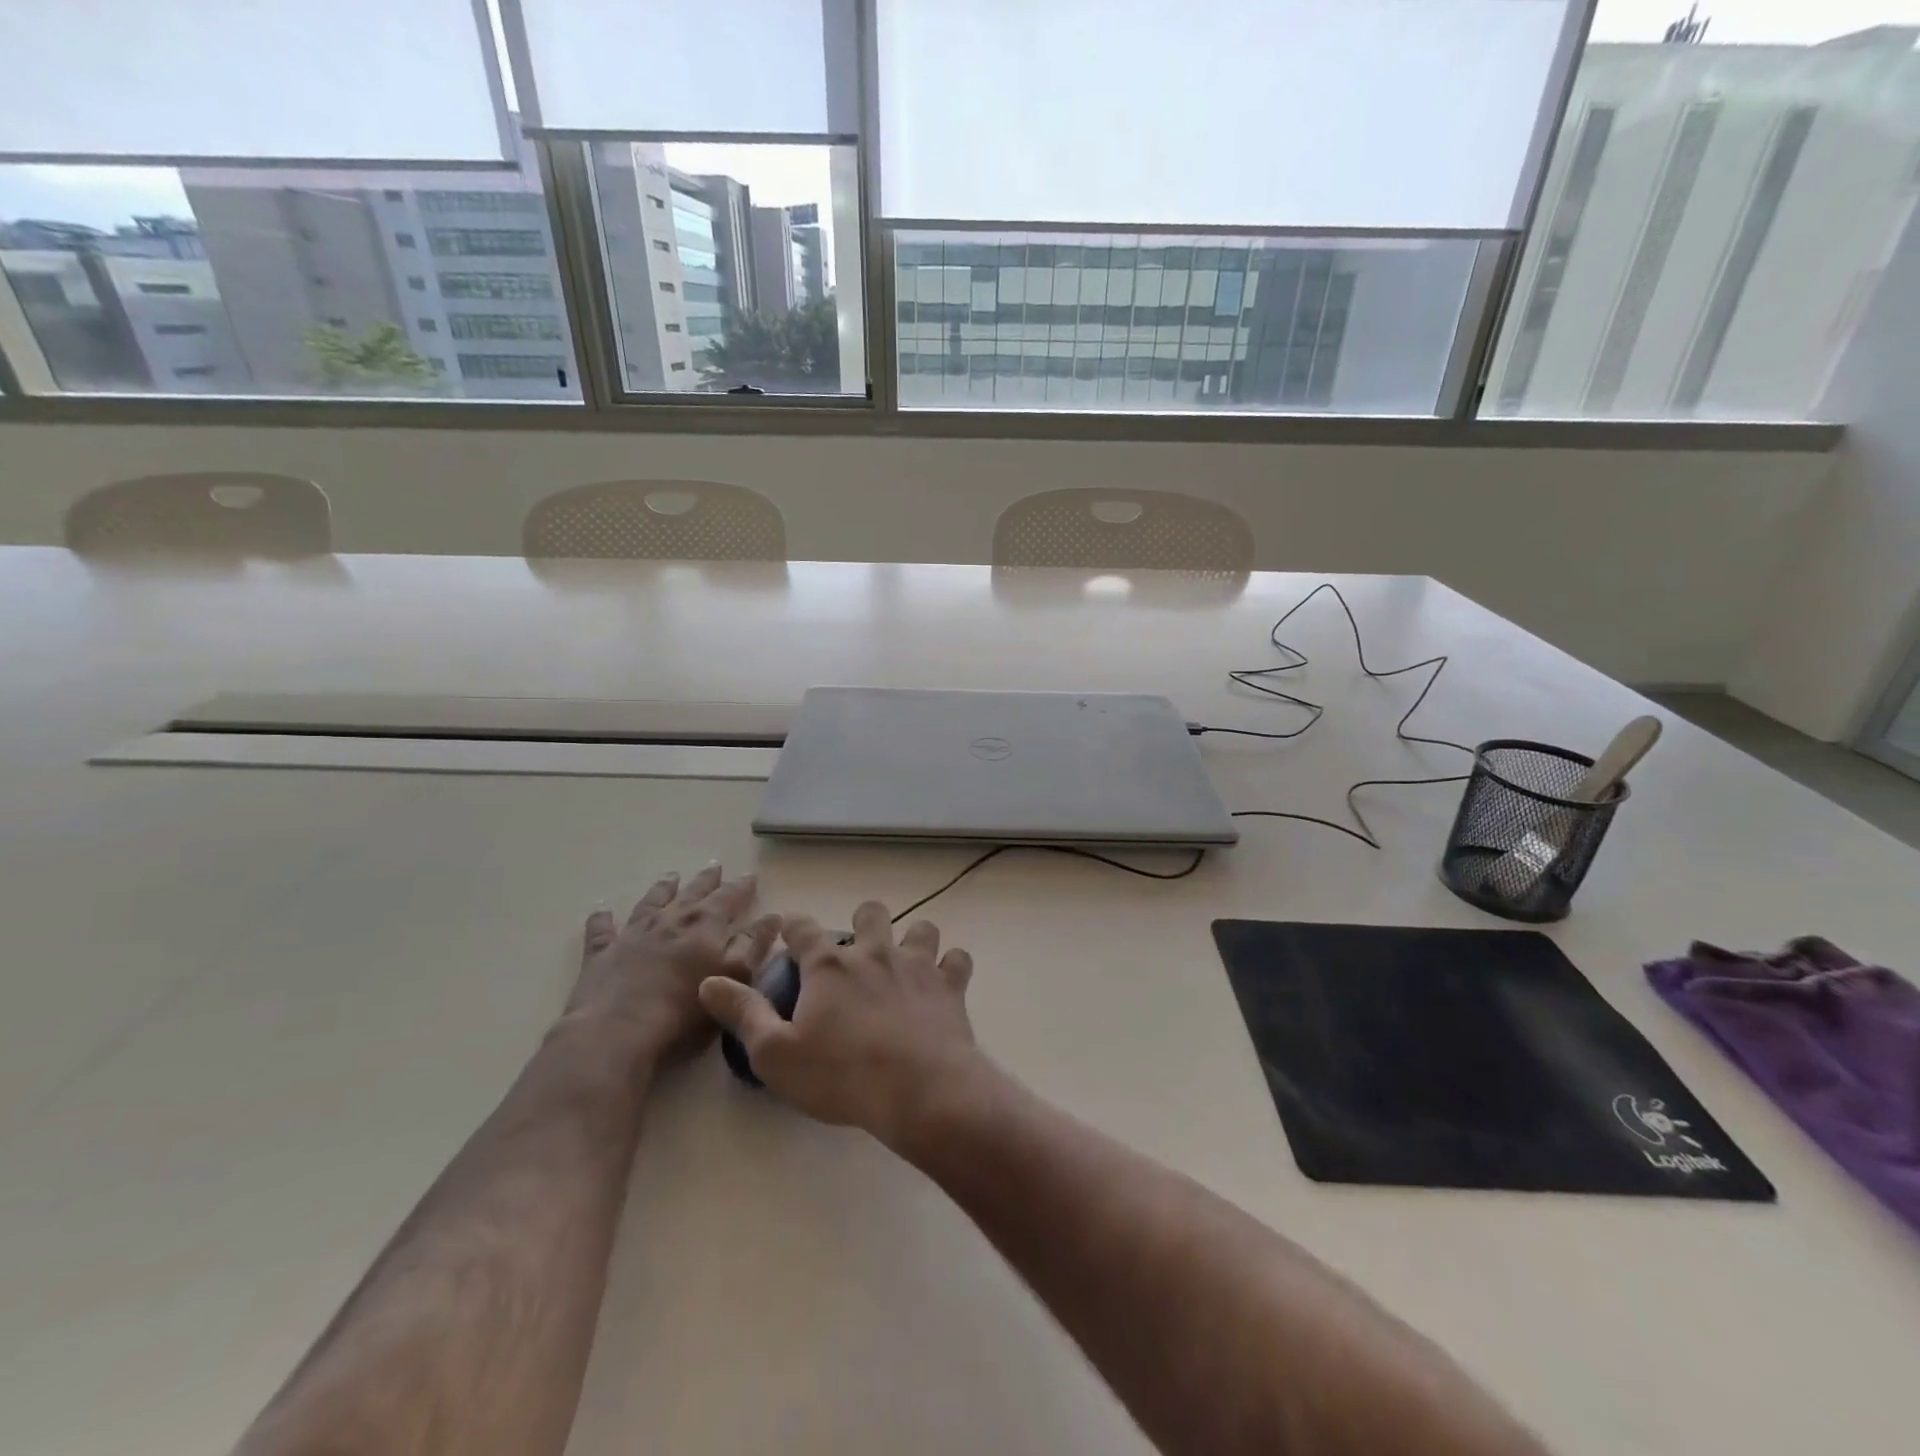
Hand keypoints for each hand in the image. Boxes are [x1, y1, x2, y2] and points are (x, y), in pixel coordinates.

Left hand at [569, 864, 779, 1066]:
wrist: (616, 1032)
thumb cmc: (684, 1010)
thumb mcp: (733, 977)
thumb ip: (754, 944)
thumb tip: (773, 915)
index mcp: (705, 924)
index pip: (729, 897)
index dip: (741, 887)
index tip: (751, 876)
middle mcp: (670, 920)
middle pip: (692, 893)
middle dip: (706, 880)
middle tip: (714, 865)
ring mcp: (633, 934)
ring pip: (651, 902)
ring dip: (662, 888)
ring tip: (671, 875)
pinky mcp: (601, 954)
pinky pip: (601, 929)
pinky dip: (602, 917)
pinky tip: (601, 907)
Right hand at [698, 900, 980, 1145]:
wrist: (919, 1090)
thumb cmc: (841, 1075)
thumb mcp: (776, 1054)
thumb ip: (743, 1014)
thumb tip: (710, 981)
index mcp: (829, 966)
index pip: (803, 929)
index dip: (794, 928)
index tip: (791, 933)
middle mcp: (874, 952)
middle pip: (870, 913)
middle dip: (862, 921)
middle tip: (857, 947)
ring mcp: (917, 964)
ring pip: (921, 928)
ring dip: (914, 939)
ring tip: (906, 961)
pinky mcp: (949, 985)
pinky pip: (958, 960)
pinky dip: (951, 967)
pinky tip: (944, 983)